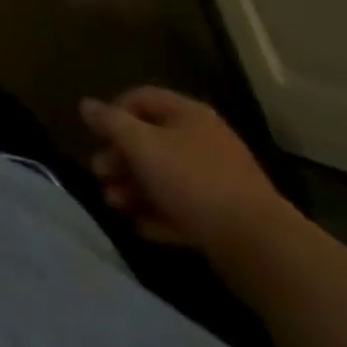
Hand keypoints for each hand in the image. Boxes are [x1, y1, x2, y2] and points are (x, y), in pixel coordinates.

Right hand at [81, 87, 292, 254]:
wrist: (261, 249)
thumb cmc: (193, 181)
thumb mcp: (141, 145)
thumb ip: (110, 122)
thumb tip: (85, 104)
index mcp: (189, 115)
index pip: (142, 98)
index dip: (115, 111)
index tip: (97, 135)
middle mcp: (204, 141)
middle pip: (151, 141)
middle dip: (120, 158)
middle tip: (100, 174)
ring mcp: (218, 181)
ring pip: (165, 177)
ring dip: (134, 189)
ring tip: (115, 205)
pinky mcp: (225, 219)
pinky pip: (184, 209)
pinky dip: (159, 215)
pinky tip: (140, 227)